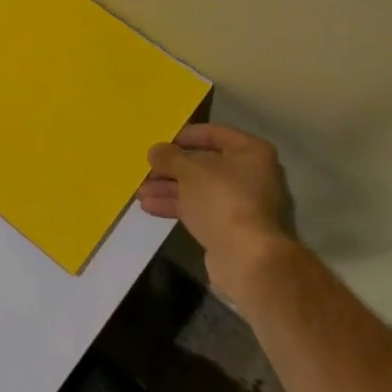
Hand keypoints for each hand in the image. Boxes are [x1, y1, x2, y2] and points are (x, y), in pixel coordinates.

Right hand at [139, 123, 295, 302]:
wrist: (246, 258)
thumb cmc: (222, 200)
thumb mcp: (190, 171)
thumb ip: (170, 157)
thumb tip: (155, 150)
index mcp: (250, 152)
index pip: (213, 133)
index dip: (184, 136)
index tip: (160, 142)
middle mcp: (250, 174)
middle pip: (204, 163)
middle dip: (171, 168)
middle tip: (145, 169)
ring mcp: (240, 203)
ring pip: (198, 188)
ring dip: (169, 188)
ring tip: (140, 191)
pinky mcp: (229, 227)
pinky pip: (199, 209)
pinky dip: (176, 205)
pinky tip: (150, 207)